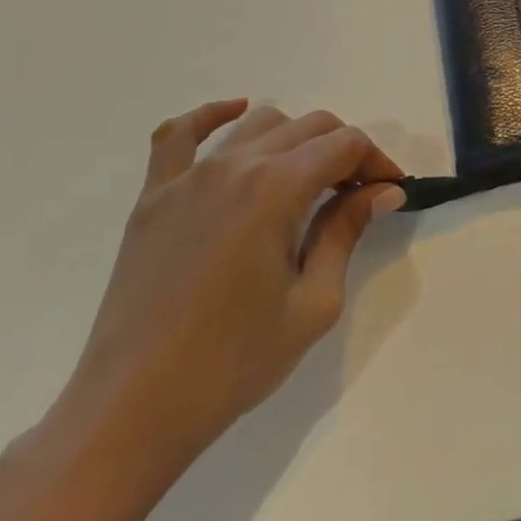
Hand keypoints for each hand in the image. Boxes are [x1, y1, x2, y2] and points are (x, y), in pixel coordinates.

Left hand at [50, 100, 406, 483]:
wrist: (132, 409)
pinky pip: (179, 134)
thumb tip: (382, 190)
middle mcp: (237, 164)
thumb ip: (346, 232)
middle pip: (309, 127)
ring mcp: (189, 175)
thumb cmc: (232, 363)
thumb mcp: (311, 304)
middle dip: (343, 150)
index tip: (389, 190)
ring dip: (294, 139)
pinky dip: (212, 115)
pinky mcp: (154, 194)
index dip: (376, 161)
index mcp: (277, 188)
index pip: (345, 145)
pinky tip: (235, 111)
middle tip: (355, 192)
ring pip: (258, 124)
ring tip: (305, 177)